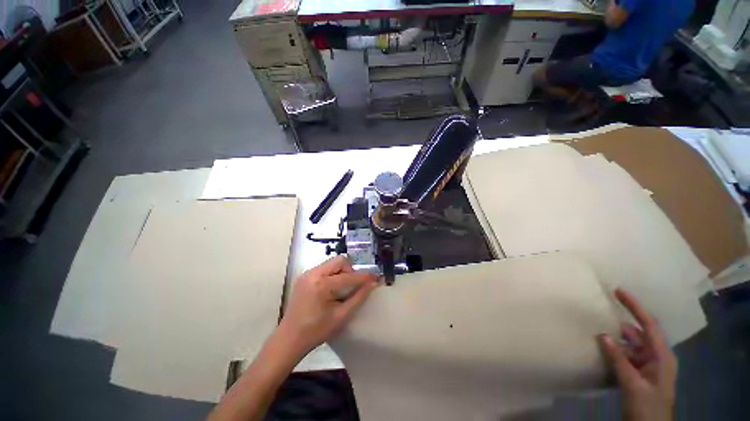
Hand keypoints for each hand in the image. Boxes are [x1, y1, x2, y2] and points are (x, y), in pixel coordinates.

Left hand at [278, 256, 378, 356]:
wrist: (289, 339)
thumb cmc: (316, 331)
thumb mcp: (341, 316)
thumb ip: (359, 297)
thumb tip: (373, 284)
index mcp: (322, 285)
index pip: (349, 276)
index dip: (364, 276)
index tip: (376, 277)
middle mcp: (313, 273)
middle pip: (340, 261)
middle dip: (350, 270)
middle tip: (353, 285)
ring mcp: (307, 273)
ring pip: (332, 263)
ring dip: (342, 271)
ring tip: (342, 288)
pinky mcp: (304, 276)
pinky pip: (324, 268)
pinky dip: (333, 274)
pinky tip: (332, 288)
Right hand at [599, 289, 677, 420]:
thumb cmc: (648, 406)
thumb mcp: (633, 384)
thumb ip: (619, 360)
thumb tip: (602, 335)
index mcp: (661, 356)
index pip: (649, 325)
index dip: (635, 307)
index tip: (618, 291)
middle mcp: (657, 357)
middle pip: (640, 333)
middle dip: (622, 323)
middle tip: (601, 311)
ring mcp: (648, 366)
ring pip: (631, 345)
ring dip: (617, 339)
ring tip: (597, 330)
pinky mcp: (640, 374)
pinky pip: (627, 356)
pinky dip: (616, 351)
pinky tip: (603, 350)